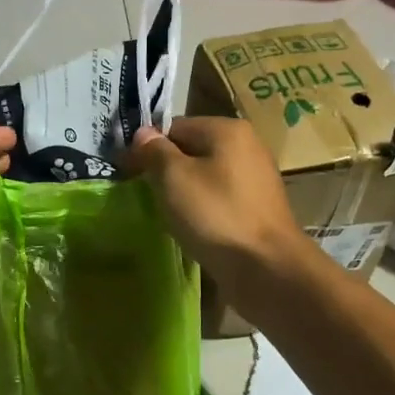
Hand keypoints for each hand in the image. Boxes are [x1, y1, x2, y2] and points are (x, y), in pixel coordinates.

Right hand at [128, 117, 304, 297]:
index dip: (147, 147)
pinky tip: (193, 227)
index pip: (173, 127)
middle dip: (166, 170)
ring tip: (167, 214)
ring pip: (204, 176)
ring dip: (183, 192)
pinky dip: (202, 208)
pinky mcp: (257, 207)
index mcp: (227, 130)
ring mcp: (255, 177)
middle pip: (191, 150)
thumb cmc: (215, 215)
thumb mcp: (173, 178)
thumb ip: (154, 151)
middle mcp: (246, 145)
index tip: (128, 173)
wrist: (266, 267)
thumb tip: (142, 133)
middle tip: (146, 196)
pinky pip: (219, 198)